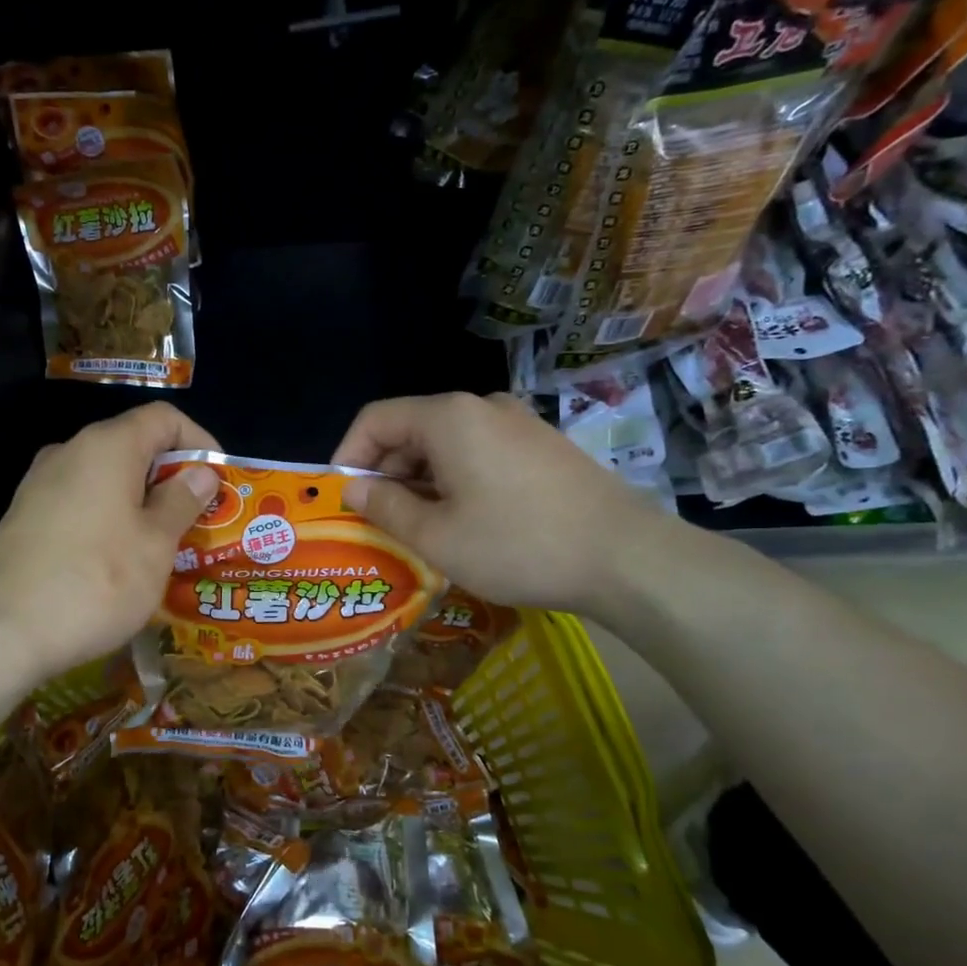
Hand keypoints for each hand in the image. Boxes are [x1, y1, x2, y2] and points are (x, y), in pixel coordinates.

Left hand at [0, 403, 221, 682]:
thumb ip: (181, 501)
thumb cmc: (96, 583)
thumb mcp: (155, 545)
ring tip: (163, 544)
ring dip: (140, 501)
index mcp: (106, 447)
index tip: (218, 482)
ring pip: (105, 477)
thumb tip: (199, 472)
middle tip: (198, 519)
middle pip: (133, 445)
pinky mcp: (23, 518)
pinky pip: (79, 503)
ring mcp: (39, 485)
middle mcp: (68, 452)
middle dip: (171, 477)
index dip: (199, 442)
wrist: (2, 635)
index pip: (164, 418)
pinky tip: (117, 560)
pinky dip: (109, 517)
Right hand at [332, 391, 672, 615]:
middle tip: (377, 521)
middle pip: (411, 428)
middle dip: (384, 472)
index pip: (376, 419)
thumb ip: (384, 506)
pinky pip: (479, 453)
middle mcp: (482, 407)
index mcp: (449, 418)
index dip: (348, 455)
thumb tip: (352, 487)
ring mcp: (518, 423)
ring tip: (417, 529)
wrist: (626, 558)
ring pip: (446, 444)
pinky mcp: (542, 446)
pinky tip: (463, 521)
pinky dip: (454, 480)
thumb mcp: (436, 536)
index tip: (341, 498)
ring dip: (419, 480)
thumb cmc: (517, 545)